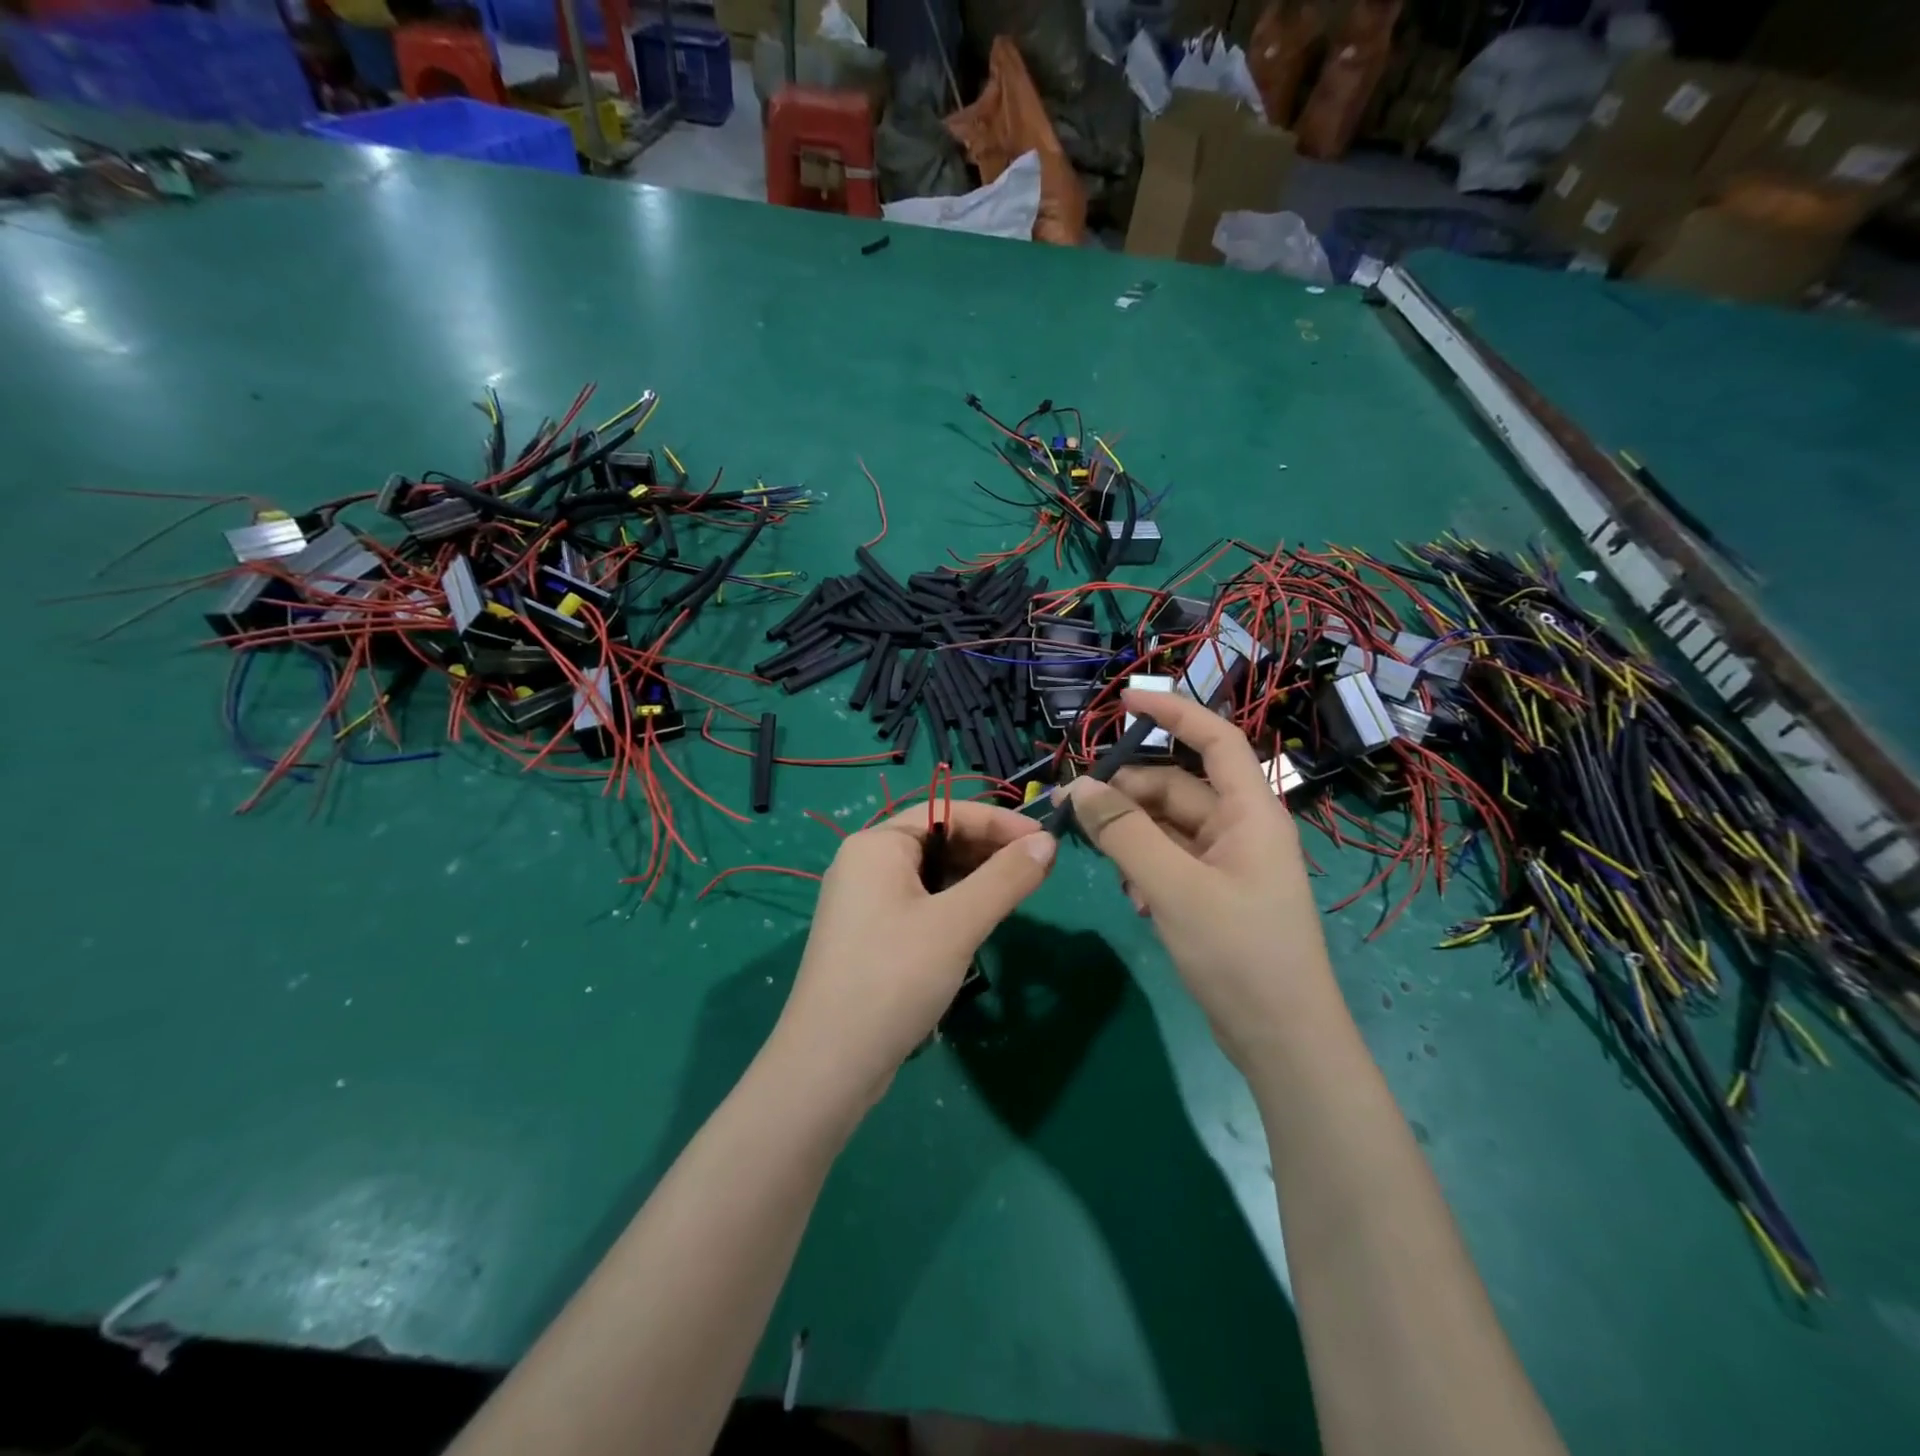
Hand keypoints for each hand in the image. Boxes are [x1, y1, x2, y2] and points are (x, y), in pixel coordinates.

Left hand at [771, 800, 1055, 1105]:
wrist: (830, 1064)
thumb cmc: (894, 978)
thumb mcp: (958, 923)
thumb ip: (1006, 878)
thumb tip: (1048, 842)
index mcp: (877, 844)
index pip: (946, 811)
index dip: (1000, 822)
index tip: (1046, 840)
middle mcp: (865, 863)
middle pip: (937, 839)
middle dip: (988, 850)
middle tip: (1037, 870)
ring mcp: (863, 901)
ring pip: (931, 874)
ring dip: (973, 879)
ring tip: (1015, 895)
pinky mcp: (869, 935)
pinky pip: (919, 903)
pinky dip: (953, 905)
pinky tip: (978, 923)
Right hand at [1058, 690, 1335, 1070]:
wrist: (1282, 1040)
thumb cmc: (1239, 953)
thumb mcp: (1173, 888)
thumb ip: (1124, 833)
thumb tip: (1078, 788)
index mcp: (1249, 812)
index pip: (1214, 739)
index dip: (1172, 713)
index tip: (1123, 702)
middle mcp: (1240, 828)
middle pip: (1176, 787)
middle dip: (1127, 793)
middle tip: (1073, 809)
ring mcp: (1228, 863)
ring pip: (1167, 826)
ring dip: (1132, 837)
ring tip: (1106, 865)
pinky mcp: (1214, 893)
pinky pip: (1170, 860)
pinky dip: (1144, 868)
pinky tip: (1134, 900)